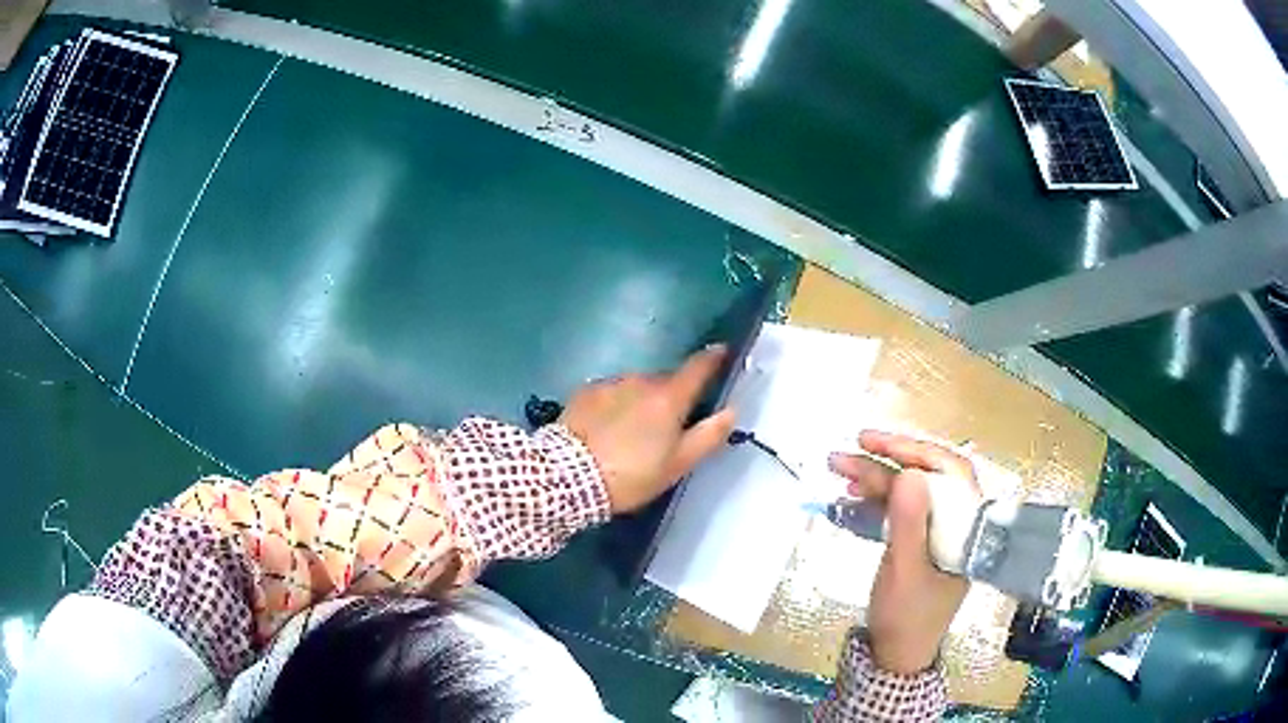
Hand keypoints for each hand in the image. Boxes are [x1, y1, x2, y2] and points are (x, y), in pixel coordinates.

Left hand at [560, 347, 737, 513]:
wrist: (568, 476)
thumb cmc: (632, 475)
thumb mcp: (678, 464)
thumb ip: (708, 435)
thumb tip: (732, 410)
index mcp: (669, 397)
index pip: (698, 367)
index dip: (713, 358)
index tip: (722, 351)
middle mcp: (641, 380)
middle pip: (665, 381)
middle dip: (671, 395)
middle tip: (668, 425)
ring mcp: (610, 383)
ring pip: (636, 386)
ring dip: (641, 400)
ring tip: (633, 432)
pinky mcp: (585, 392)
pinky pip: (611, 392)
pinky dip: (616, 404)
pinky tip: (608, 428)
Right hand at [828, 431, 980, 674]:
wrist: (897, 656)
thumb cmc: (906, 616)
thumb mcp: (905, 571)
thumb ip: (910, 523)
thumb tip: (910, 474)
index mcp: (967, 525)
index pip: (949, 471)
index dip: (914, 449)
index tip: (876, 443)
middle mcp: (957, 522)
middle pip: (928, 476)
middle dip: (887, 460)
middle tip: (849, 449)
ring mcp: (939, 532)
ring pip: (911, 491)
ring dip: (877, 477)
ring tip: (840, 468)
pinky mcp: (921, 542)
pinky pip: (903, 510)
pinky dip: (878, 499)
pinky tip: (854, 495)